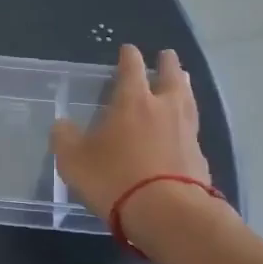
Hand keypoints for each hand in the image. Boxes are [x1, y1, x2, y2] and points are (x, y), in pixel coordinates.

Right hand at [52, 45, 212, 219]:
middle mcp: (164, 109)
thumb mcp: (74, 160)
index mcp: (133, 101)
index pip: (132, 68)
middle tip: (167, 54)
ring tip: (184, 80)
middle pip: (171, 77)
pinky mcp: (200, 158)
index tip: (128, 49)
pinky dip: (188, 122)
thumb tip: (62, 125)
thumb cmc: (115, 178)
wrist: (168, 214)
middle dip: (168, 64)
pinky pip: (193, 130)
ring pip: (188, 100)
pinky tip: (184, 128)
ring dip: (184, 87)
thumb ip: (65, 139)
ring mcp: (187, 133)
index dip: (129, 57)